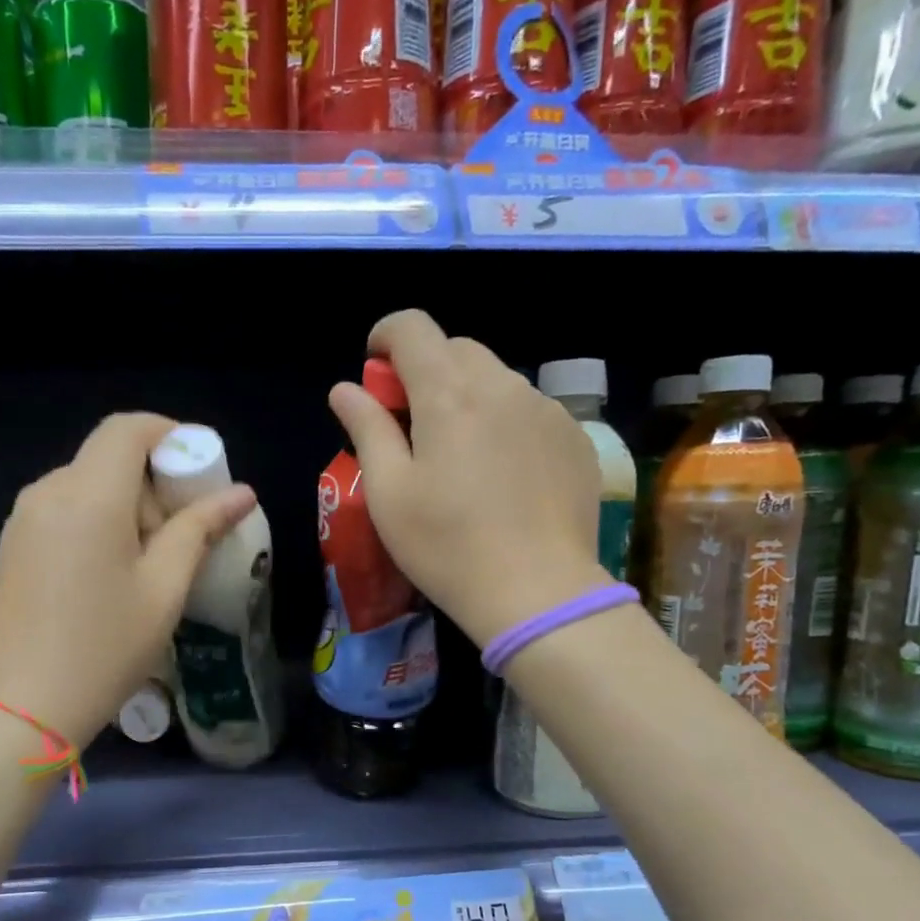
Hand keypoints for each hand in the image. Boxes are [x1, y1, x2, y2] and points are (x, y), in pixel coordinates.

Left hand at [0, 413, 255, 749]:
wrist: (23, 706)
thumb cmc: (105, 647)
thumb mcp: (164, 589)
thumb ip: (200, 529)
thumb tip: (241, 493)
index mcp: (89, 495)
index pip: (128, 428)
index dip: (169, 434)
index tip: (199, 470)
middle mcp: (48, 491)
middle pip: (108, 457)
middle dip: (152, 481)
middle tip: (181, 533)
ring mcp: (23, 518)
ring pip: (86, 484)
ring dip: (125, 504)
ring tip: (148, 562)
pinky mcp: (13, 544)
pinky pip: (63, 509)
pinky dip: (96, 520)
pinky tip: (109, 574)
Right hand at [329, 310, 609, 647]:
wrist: (538, 592)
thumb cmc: (446, 546)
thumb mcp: (390, 492)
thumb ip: (367, 429)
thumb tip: (345, 389)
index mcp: (449, 394)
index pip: (413, 328)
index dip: (386, 337)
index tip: (375, 369)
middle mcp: (503, 386)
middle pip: (456, 350)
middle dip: (425, 370)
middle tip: (410, 423)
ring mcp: (546, 410)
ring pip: (496, 379)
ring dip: (467, 397)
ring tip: (459, 456)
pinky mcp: (574, 438)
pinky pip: (530, 410)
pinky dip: (504, 422)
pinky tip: (501, 475)